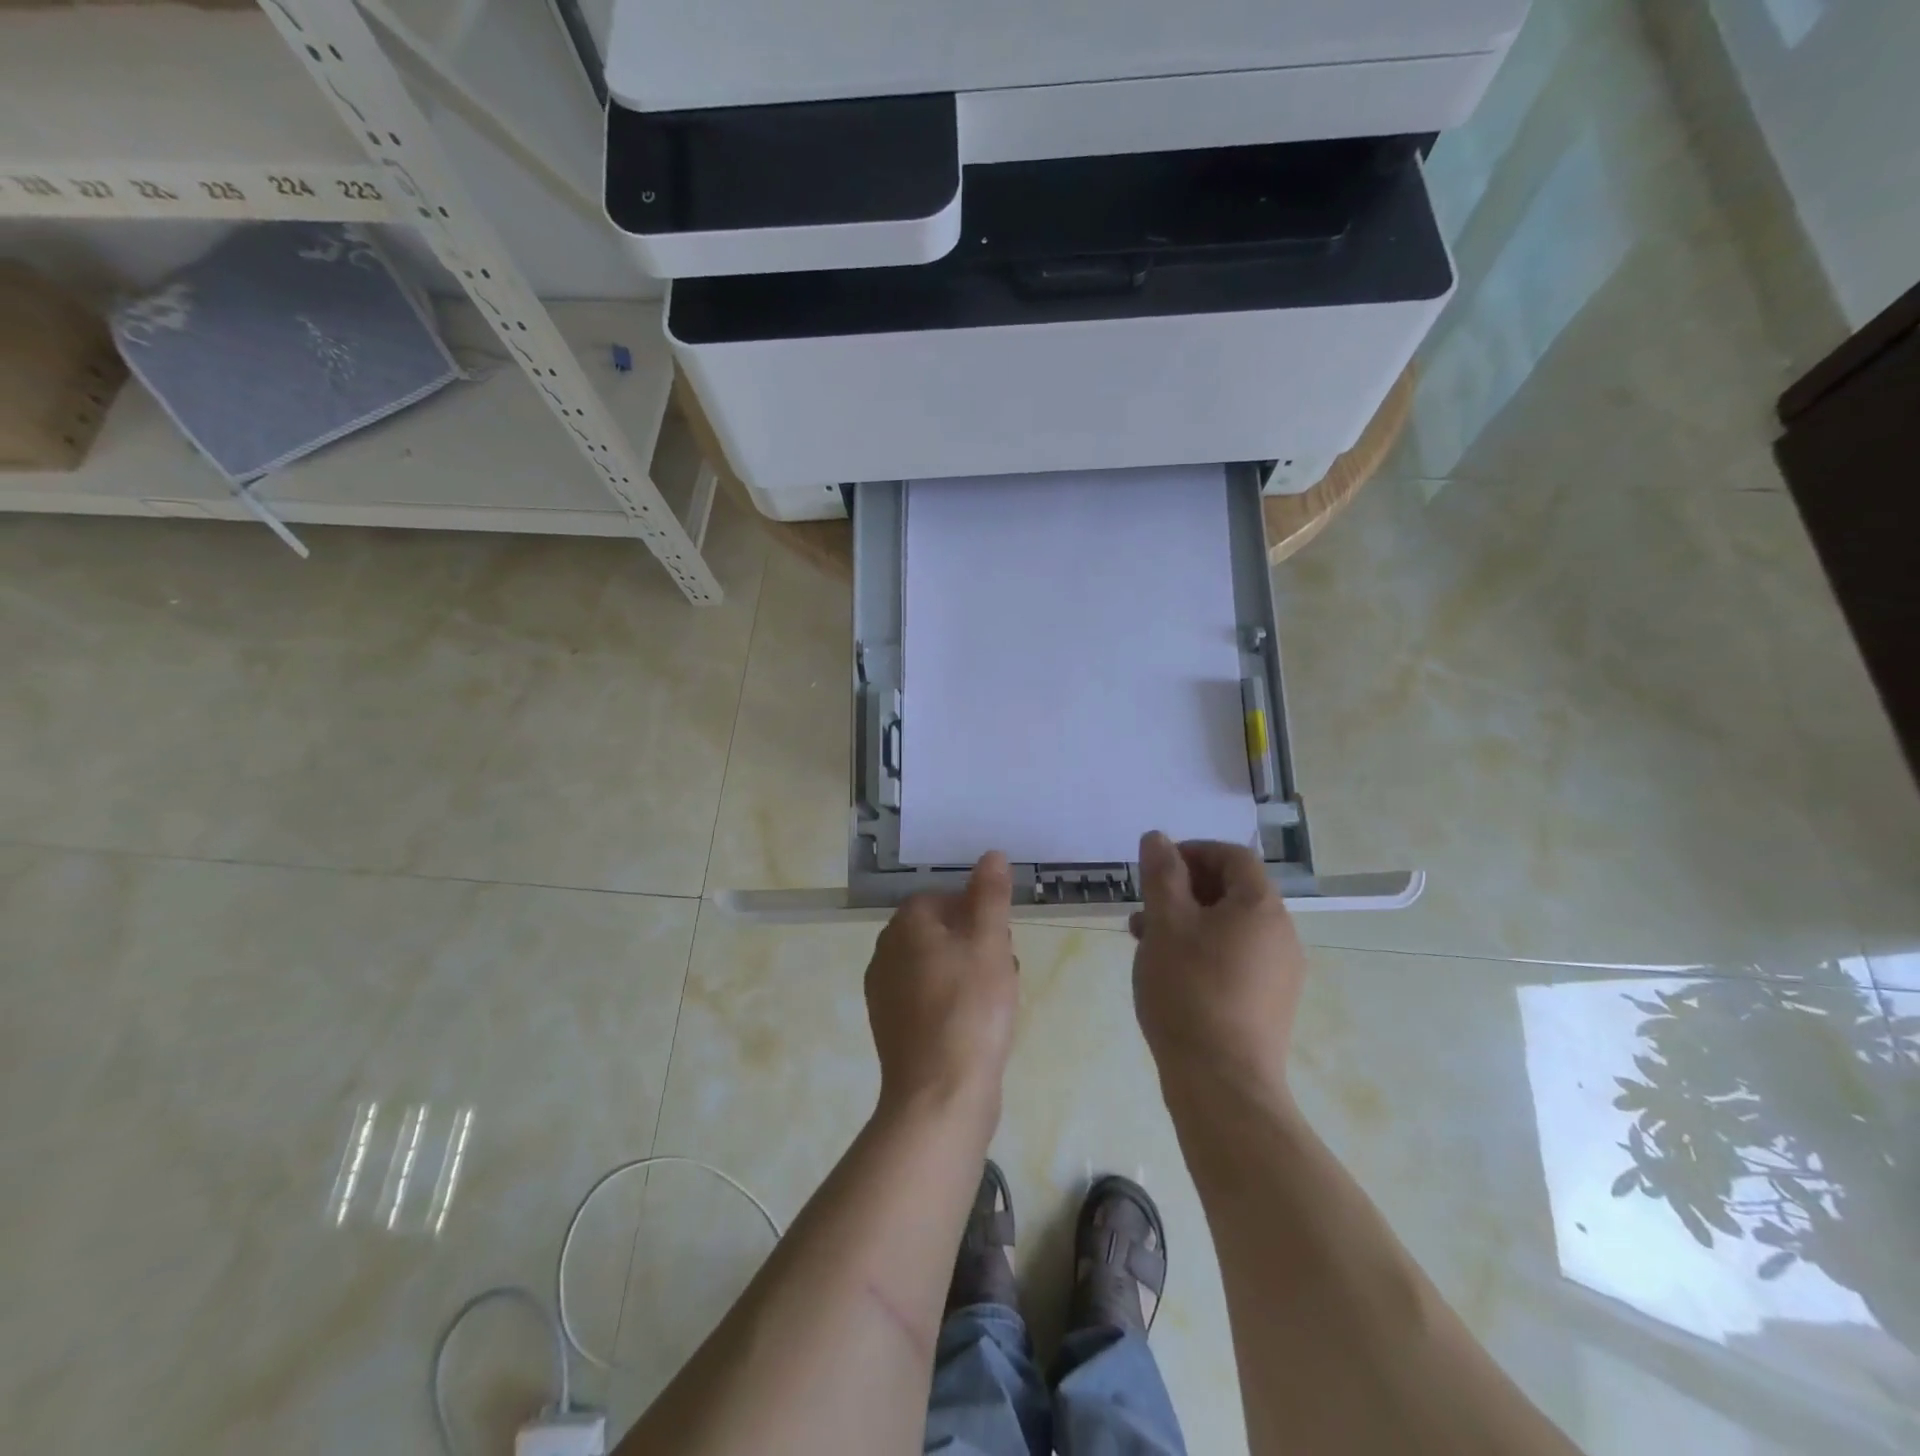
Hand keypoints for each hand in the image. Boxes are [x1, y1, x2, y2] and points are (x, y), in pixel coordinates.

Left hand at [866, 852, 1019, 1119]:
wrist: (939, 1095)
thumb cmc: (969, 1008)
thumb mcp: (990, 942)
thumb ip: (990, 895)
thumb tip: (991, 855)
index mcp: (904, 925)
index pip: (941, 898)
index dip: (976, 912)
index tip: (1001, 937)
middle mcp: (885, 953)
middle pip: (938, 930)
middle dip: (975, 941)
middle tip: (1005, 966)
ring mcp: (884, 993)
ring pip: (935, 965)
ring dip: (968, 971)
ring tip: (1000, 996)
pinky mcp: (892, 1027)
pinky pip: (927, 997)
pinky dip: (953, 1000)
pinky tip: (978, 1023)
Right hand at [1130, 832, 1305, 1096]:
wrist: (1222, 1084)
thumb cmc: (1189, 991)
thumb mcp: (1165, 923)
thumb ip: (1161, 875)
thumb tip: (1158, 838)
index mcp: (1261, 907)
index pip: (1232, 857)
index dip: (1192, 851)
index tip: (1155, 868)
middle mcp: (1281, 934)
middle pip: (1232, 891)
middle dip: (1183, 889)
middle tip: (1144, 906)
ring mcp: (1280, 972)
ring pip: (1229, 927)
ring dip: (1188, 921)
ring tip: (1145, 940)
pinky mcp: (1270, 1003)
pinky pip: (1235, 958)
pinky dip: (1202, 950)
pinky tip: (1169, 971)